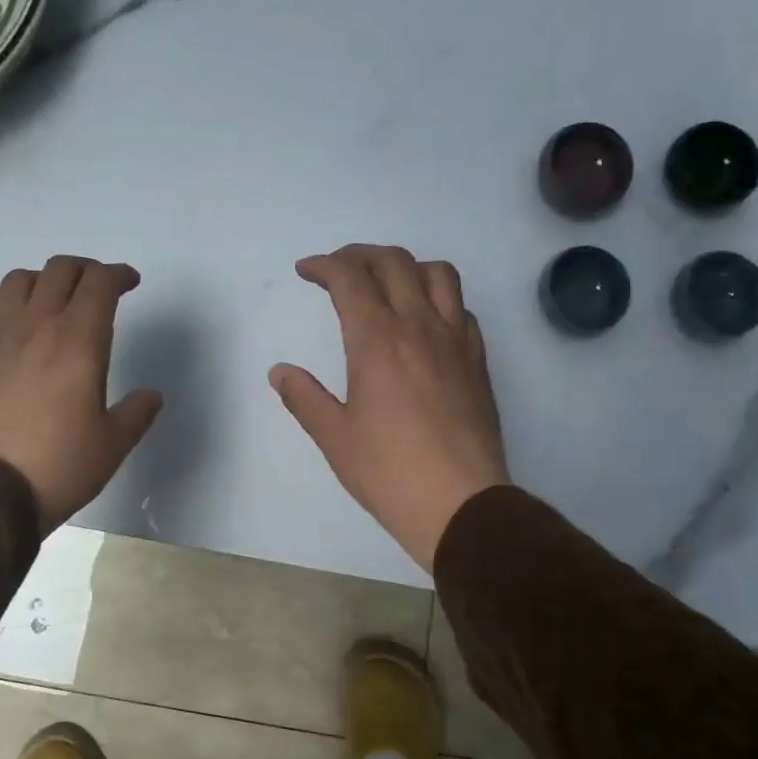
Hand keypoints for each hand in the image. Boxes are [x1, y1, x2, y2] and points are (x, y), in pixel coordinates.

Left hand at [0, 256, 163, 533]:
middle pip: (60, 270)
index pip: (99, 283)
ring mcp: (0, 339)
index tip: (131, 283)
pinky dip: (12, 312)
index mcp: (78, 341)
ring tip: (57, 302)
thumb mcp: (112, 445)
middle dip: (85, 269)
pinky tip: (21, 337)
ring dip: (44, 281)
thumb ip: (136, 413)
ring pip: (19, 281)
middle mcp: (38, 327)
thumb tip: (151, 395)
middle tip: (100, 288)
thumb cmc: (60, 465)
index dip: (119, 275)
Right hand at [270, 244, 509, 571]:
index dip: (323, 265)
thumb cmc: (389, 472)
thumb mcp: (334, 437)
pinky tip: (424, 321)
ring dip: (406, 266)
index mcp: (377, 340)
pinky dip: (438, 297)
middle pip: (393, 262)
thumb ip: (304, 398)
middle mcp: (418, 326)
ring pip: (437, 273)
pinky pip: (461, 308)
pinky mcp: (478, 360)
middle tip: (337, 269)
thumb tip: (279, 372)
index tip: (306, 271)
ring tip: (386, 283)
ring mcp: (455, 340)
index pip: (349, 278)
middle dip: (359, 255)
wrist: (461, 503)